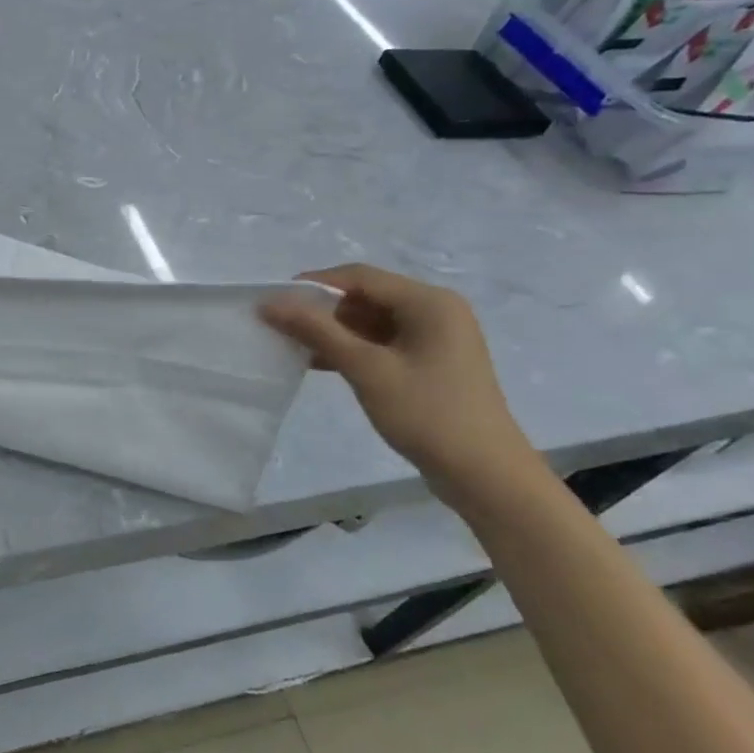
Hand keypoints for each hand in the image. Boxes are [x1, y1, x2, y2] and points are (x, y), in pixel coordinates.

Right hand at [259, 263, 541, 496]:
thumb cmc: (426, 414)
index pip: (360, 277)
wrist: (484, 475)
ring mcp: (436, 338)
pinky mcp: (431, 362)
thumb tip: (270, 302)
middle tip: (280, 326)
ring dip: (333, 331)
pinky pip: (383, 343)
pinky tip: (320, 363)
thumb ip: (317, 331)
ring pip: (372, 321)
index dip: (313, 284)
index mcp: (429, 302)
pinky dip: (352, 349)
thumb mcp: (366, 369)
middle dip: (322, 310)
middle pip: (366, 296)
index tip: (273, 300)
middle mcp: (436, 310)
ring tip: (293, 345)